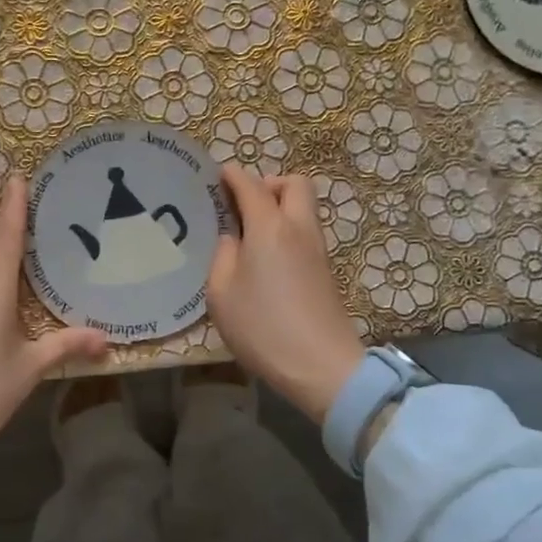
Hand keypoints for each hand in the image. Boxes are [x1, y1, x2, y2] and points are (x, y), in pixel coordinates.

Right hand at [205, 166, 364, 424]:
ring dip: (280, 207)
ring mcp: (317, 248)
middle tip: (243, 206)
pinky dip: (287, 230)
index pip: (251, 184)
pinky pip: (305, 231)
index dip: (232, 175)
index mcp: (269, 227)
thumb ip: (223, 256)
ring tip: (250, 234)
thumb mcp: (221, 294)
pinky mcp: (325, 269)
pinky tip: (266, 258)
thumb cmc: (262, 328)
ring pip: (304, 207)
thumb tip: (232, 238)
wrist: (322, 365)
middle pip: (294, 183)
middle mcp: (298, 228)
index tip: (217, 177)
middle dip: (268, 184)